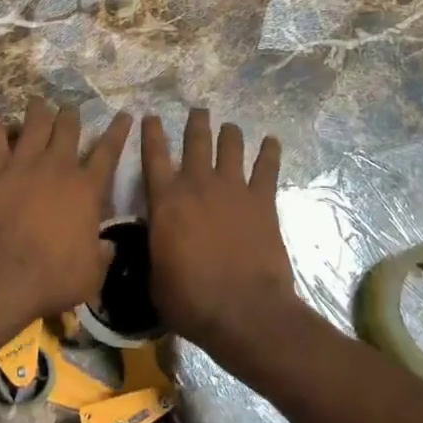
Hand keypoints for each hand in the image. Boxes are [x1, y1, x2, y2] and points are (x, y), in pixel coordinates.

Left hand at [0, 99, 132, 325]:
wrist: (2, 273)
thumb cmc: (53, 278)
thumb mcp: (91, 275)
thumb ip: (101, 256)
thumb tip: (107, 247)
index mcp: (87, 189)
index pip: (108, 152)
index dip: (118, 132)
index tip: (124, 114)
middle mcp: (58, 167)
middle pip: (68, 130)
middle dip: (70, 116)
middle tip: (70, 108)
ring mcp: (24, 164)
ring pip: (34, 126)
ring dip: (37, 111)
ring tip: (38, 101)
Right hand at [141, 109, 303, 367]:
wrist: (244, 311)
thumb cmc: (191, 301)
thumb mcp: (155, 278)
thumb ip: (153, 249)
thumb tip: (153, 242)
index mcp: (166, 200)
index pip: (154, 155)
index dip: (151, 132)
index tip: (150, 115)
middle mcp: (198, 183)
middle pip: (196, 140)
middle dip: (196, 122)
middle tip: (198, 111)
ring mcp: (232, 188)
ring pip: (230, 145)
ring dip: (229, 132)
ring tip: (229, 126)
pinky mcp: (262, 199)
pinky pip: (267, 167)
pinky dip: (270, 151)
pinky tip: (272, 141)